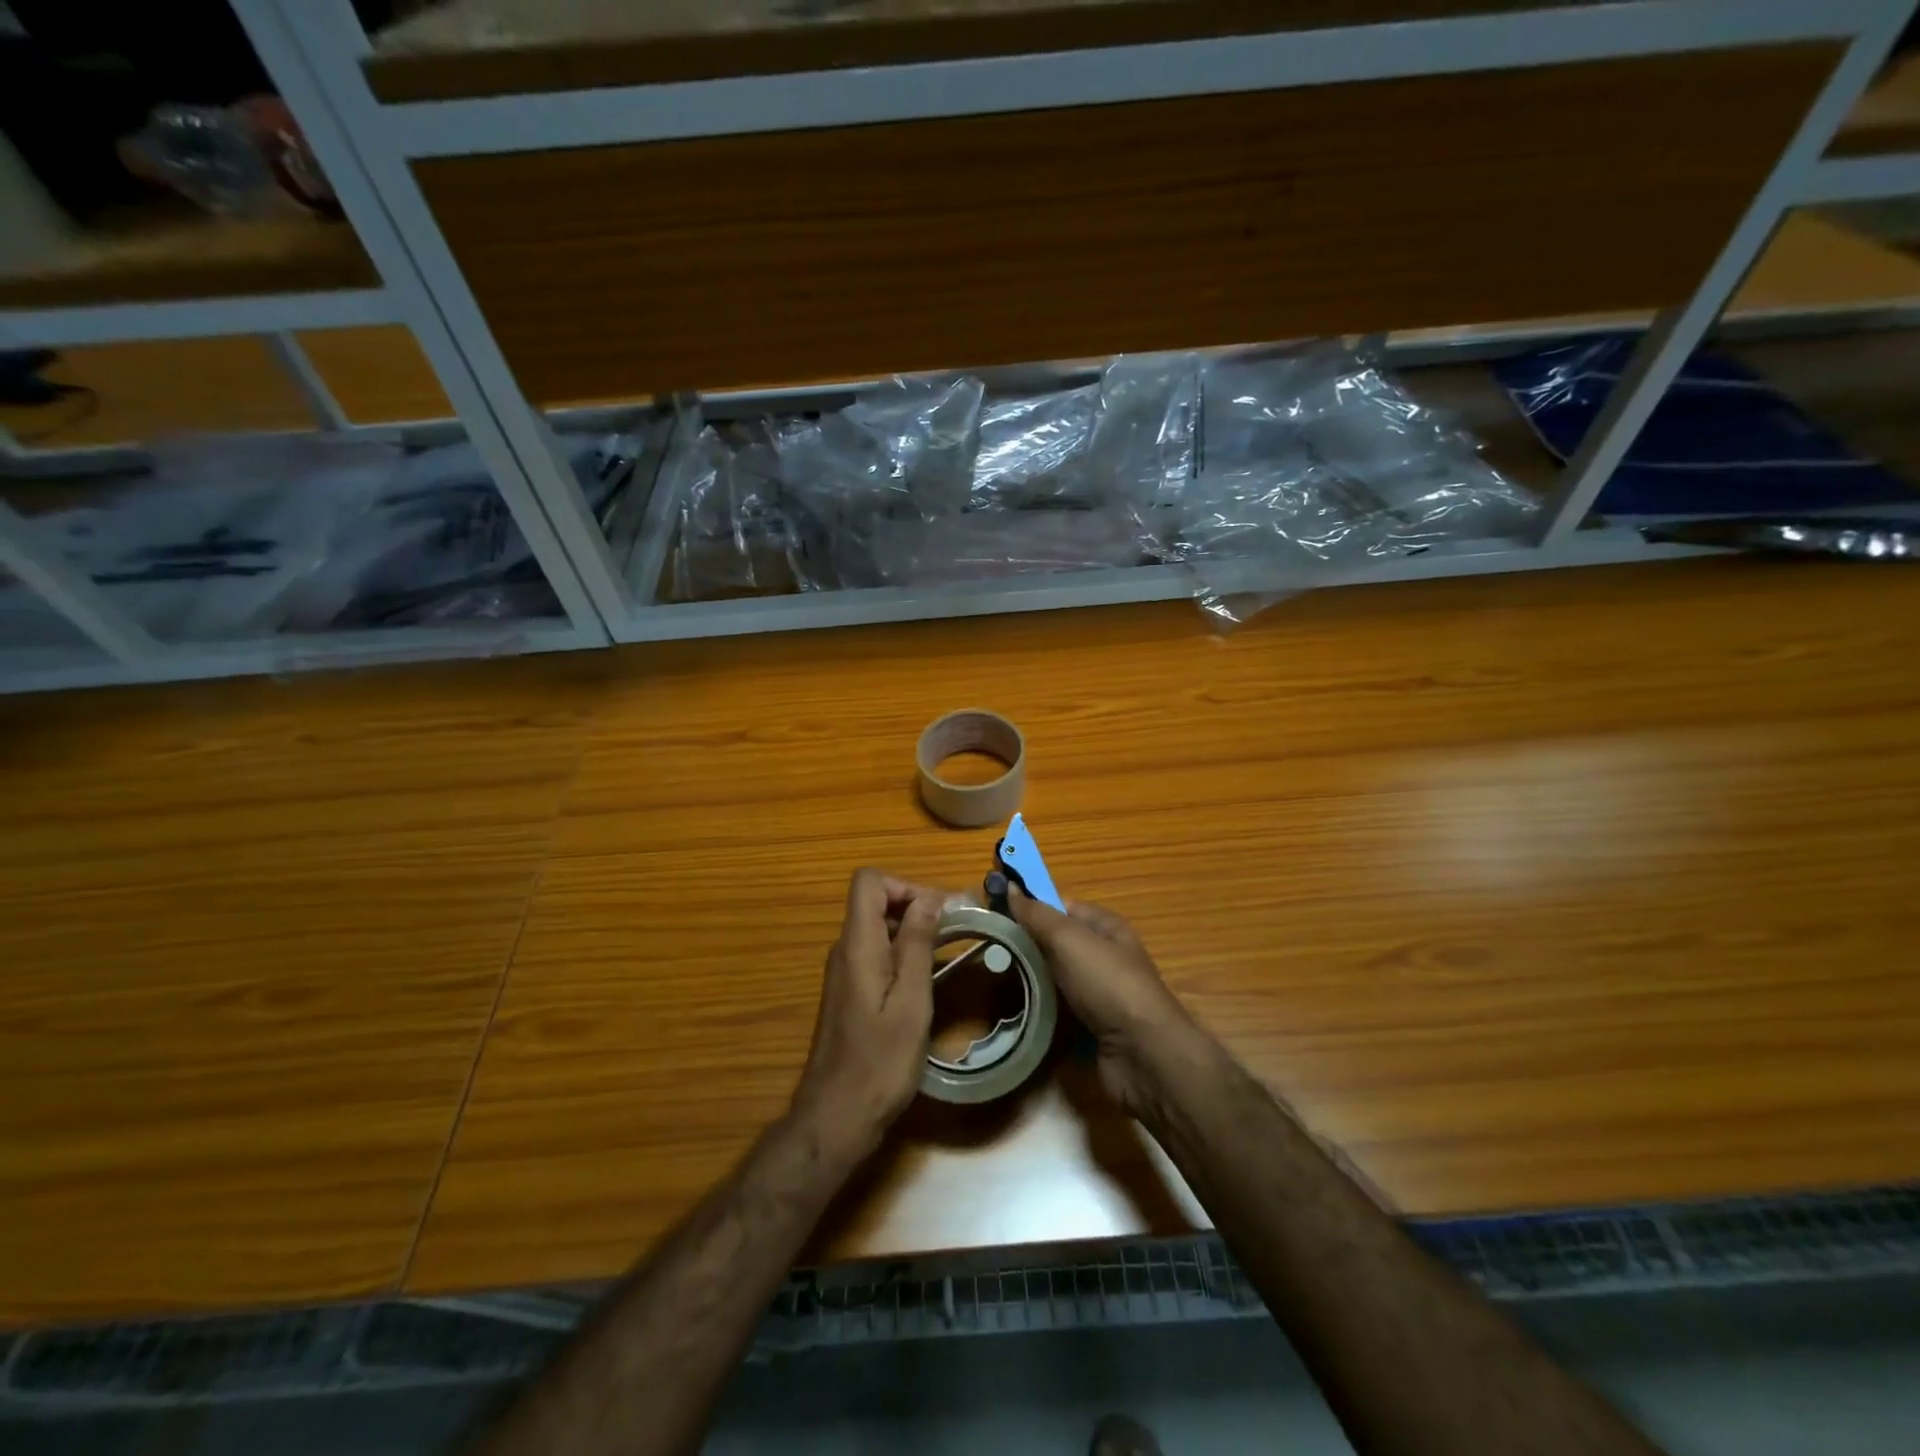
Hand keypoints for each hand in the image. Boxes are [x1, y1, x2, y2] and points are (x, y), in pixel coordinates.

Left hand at [791, 868, 942, 1158]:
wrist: (836, 1116)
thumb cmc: (879, 1062)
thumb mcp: (911, 1001)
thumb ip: (918, 945)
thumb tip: (929, 898)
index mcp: (857, 945)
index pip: (869, 881)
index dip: (905, 885)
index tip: (939, 912)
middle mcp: (845, 949)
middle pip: (875, 901)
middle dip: (916, 906)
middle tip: (955, 931)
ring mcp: (844, 971)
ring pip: (878, 927)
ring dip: (913, 931)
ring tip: (950, 954)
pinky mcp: (849, 991)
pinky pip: (876, 953)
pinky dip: (902, 954)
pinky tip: (926, 981)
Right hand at [1008, 887, 1198, 1116]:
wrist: (1143, 1055)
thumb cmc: (1108, 985)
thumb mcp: (1070, 940)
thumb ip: (1038, 915)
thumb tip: (1010, 886)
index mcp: (1107, 927)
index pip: (1063, 907)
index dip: (1033, 907)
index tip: (997, 912)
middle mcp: (1105, 956)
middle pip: (1058, 943)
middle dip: (1028, 944)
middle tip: (990, 949)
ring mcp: (1100, 993)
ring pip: (1056, 978)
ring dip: (1032, 979)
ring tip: (996, 978)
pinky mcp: (1093, 1026)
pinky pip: (1060, 1009)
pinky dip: (1041, 1009)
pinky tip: (1017, 1010)